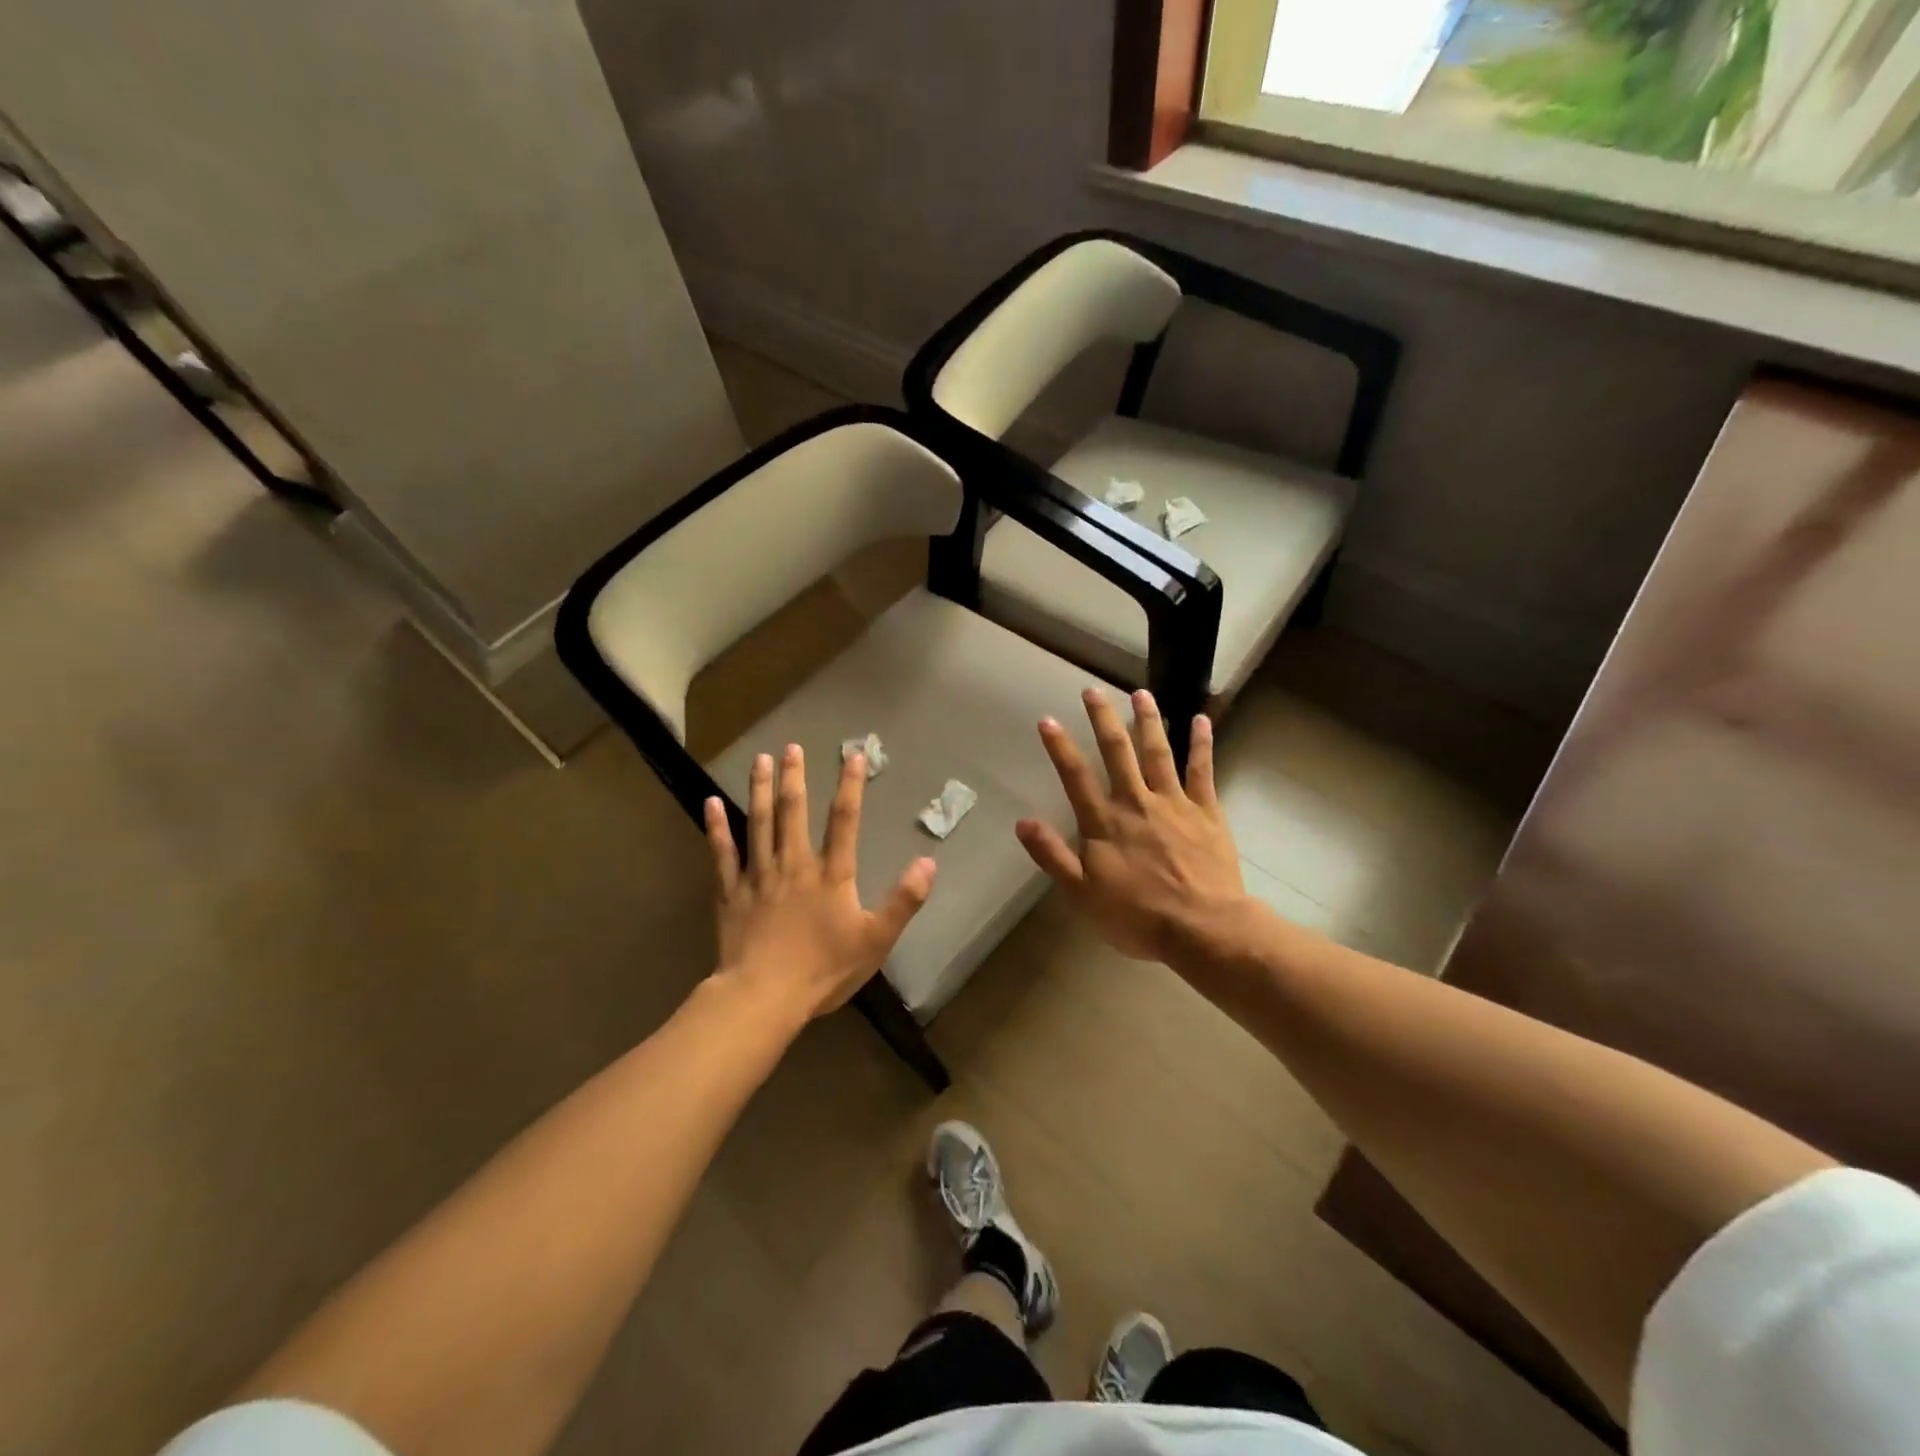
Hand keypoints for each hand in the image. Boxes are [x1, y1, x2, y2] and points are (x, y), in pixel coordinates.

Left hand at [705, 744, 935, 1024]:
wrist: (764, 997)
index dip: (850, 785)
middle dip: (794, 777)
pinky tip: (710, 803)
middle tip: (792, 747)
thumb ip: (904, 900)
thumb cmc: (823, 969)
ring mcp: (758, 876)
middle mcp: (794, 864)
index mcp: (830, 874)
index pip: (844, 820)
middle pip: (793, 811)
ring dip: (759, 789)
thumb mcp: (876, 939)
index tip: (852, 754)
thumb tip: (928, 862)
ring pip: (758, 823)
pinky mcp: (730, 893)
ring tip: (760, 760)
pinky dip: (717, 828)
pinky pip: (722, 854)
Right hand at [1016, 689, 1246, 964]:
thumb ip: (1053, 856)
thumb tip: (1022, 823)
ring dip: (1148, 720)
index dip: (1060, 747)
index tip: (1048, 719)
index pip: (1076, 777)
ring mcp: (1174, 803)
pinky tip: (1200, 720)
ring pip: (1158, 752)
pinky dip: (1201, 744)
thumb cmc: (1138, 917)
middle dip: (1103, 719)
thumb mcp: (1083, 894)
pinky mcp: (1206, 810)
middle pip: (1117, 752)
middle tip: (1093, 689)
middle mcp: (1136, 802)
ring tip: (1140, 693)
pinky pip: (1202, 770)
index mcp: (1105, 823)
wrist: (1203, 929)